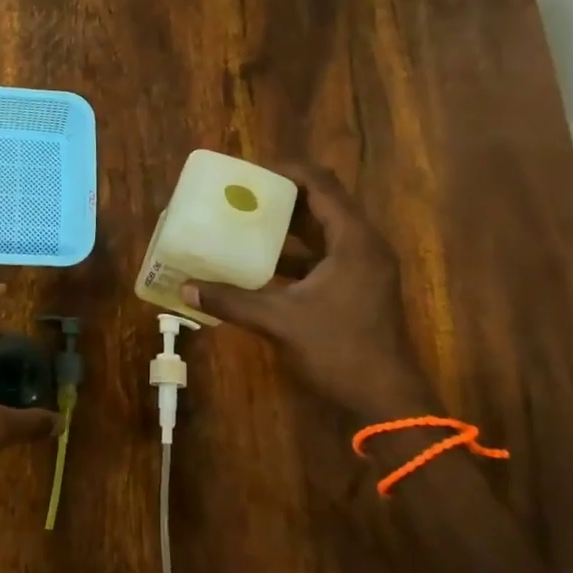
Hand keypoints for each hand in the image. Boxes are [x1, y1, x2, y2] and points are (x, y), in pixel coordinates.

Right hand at [183, 162, 435, 421]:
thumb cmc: (339, 350)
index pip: (321, 184)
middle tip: (241, 195)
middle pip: (323, 202)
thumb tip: (185, 289)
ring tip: (246, 221)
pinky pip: (325, 254)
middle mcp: (364, 245)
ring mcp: (364, 267)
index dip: (286, 172)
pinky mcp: (359, 287)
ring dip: (288, 224)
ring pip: (323, 230)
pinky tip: (261, 263)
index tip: (249, 173)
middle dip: (282, 196)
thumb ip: (231, 301)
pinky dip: (296, 252)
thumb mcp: (279, 321)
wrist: (386, 400)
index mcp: (353, 240)